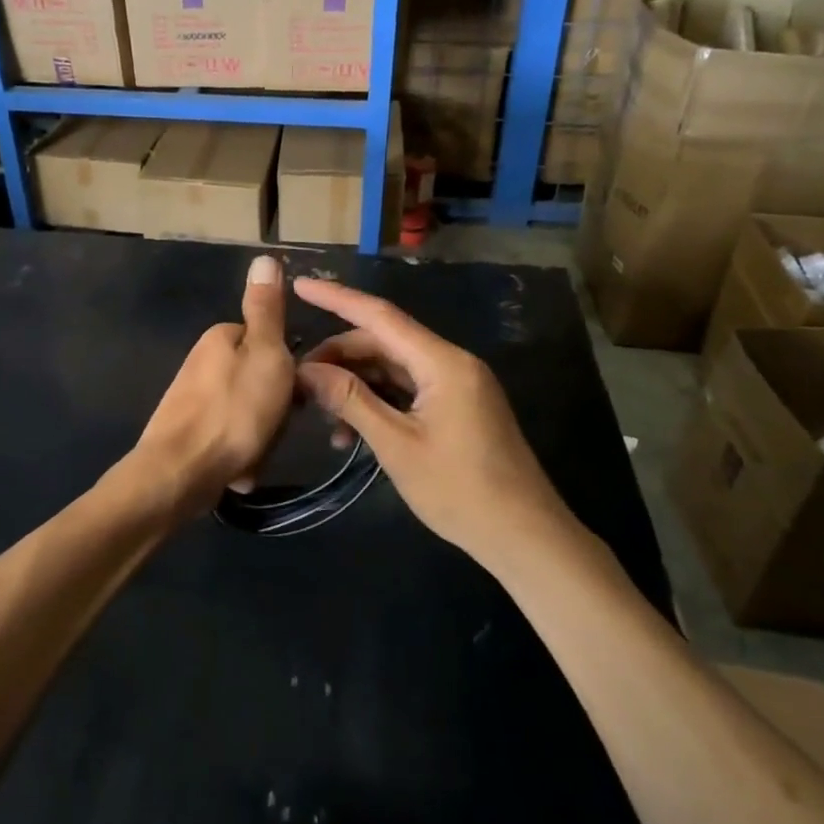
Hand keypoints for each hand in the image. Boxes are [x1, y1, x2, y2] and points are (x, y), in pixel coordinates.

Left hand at [118, 255, 295, 520]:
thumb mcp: (265, 354)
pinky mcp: (187, 431)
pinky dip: (239, 455)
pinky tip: (238, 470)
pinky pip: (230, 438)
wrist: (180, 473)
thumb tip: (264, 257)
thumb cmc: (234, 412)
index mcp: (220, 337)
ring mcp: (192, 398)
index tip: (290, 394)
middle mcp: (202, 361)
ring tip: (253, 454)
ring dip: (259, 437)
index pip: (269, 343)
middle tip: (271, 428)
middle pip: (258, 381)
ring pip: (247, 414)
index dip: (286, 370)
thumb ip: (267, 310)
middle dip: (272, 410)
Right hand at [293, 277, 579, 567]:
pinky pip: (407, 390)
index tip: (299, 285)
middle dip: (339, 357)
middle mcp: (451, 363)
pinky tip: (351, 433)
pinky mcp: (457, 407)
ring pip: (392, 368)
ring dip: (355, 385)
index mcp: (442, 363)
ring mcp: (456, 386)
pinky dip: (377, 403)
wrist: (526, 539)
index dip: (336, 298)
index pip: (380, 316)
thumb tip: (306, 370)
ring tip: (319, 414)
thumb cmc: (461, 492)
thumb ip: (351, 400)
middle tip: (297, 380)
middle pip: (383, 343)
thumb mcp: (397, 445)